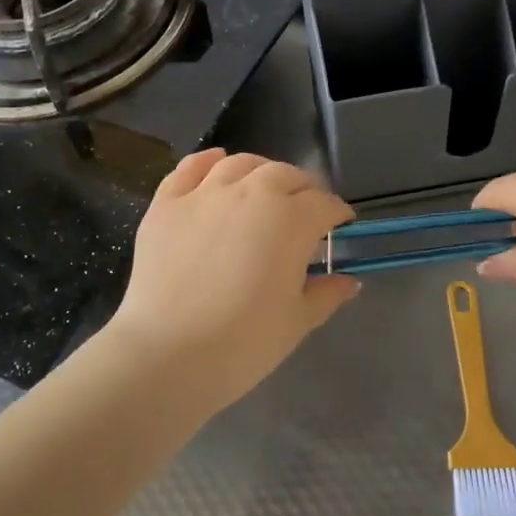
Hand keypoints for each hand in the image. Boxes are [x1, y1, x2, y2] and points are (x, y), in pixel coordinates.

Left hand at [106, 150, 358, 411]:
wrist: (168, 354)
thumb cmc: (243, 343)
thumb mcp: (296, 322)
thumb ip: (326, 294)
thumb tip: (348, 281)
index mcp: (290, 220)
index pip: (324, 204)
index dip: (337, 215)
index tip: (340, 227)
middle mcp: (250, 192)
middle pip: (285, 175)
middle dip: (303, 190)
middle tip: (303, 214)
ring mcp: (204, 194)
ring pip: (241, 164)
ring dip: (260, 172)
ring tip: (263, 190)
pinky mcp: (166, 203)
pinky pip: (190, 167)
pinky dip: (208, 161)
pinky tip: (216, 164)